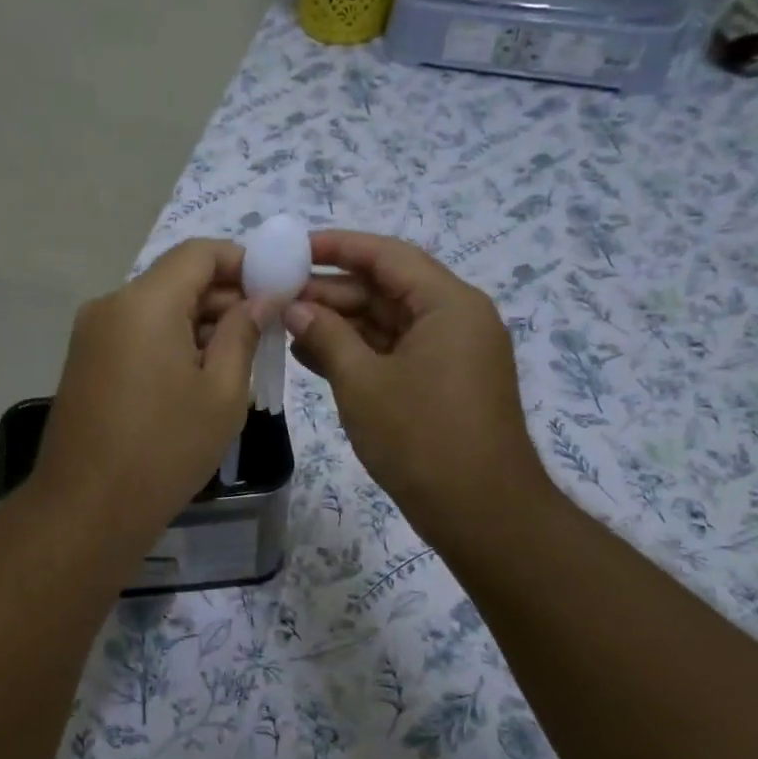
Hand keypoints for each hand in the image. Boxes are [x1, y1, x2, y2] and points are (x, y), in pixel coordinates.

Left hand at [33, 239, 268, 543]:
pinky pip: (135, 336)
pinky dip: (169, 344)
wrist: (87, 508)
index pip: (199, 253)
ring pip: (156, 310)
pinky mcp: (83, 363)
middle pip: (176, 280)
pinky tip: (195, 381)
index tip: (274, 289)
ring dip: (198, 325)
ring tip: (236, 364)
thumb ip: (244, 333)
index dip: (242, 263)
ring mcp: (90, 335)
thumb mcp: (223, 393)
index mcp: (145, 302)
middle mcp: (110, 305)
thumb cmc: (166, 449)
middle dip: (223, 299)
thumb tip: (261, 298)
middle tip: (264, 334)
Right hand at [286, 231, 553, 547]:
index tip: (293, 248)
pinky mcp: (442, 382)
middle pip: (386, 288)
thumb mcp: (362, 383)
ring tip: (284, 323)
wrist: (479, 511)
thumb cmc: (421, 439)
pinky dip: (357, 352)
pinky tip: (311, 354)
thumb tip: (293, 307)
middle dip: (331, 291)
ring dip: (339, 323)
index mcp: (448, 304)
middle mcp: (455, 319)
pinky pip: (394, 352)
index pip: (387, 256)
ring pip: (387, 322)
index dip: (338, 247)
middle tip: (277, 293)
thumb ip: (326, 337)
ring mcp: (450, 353)